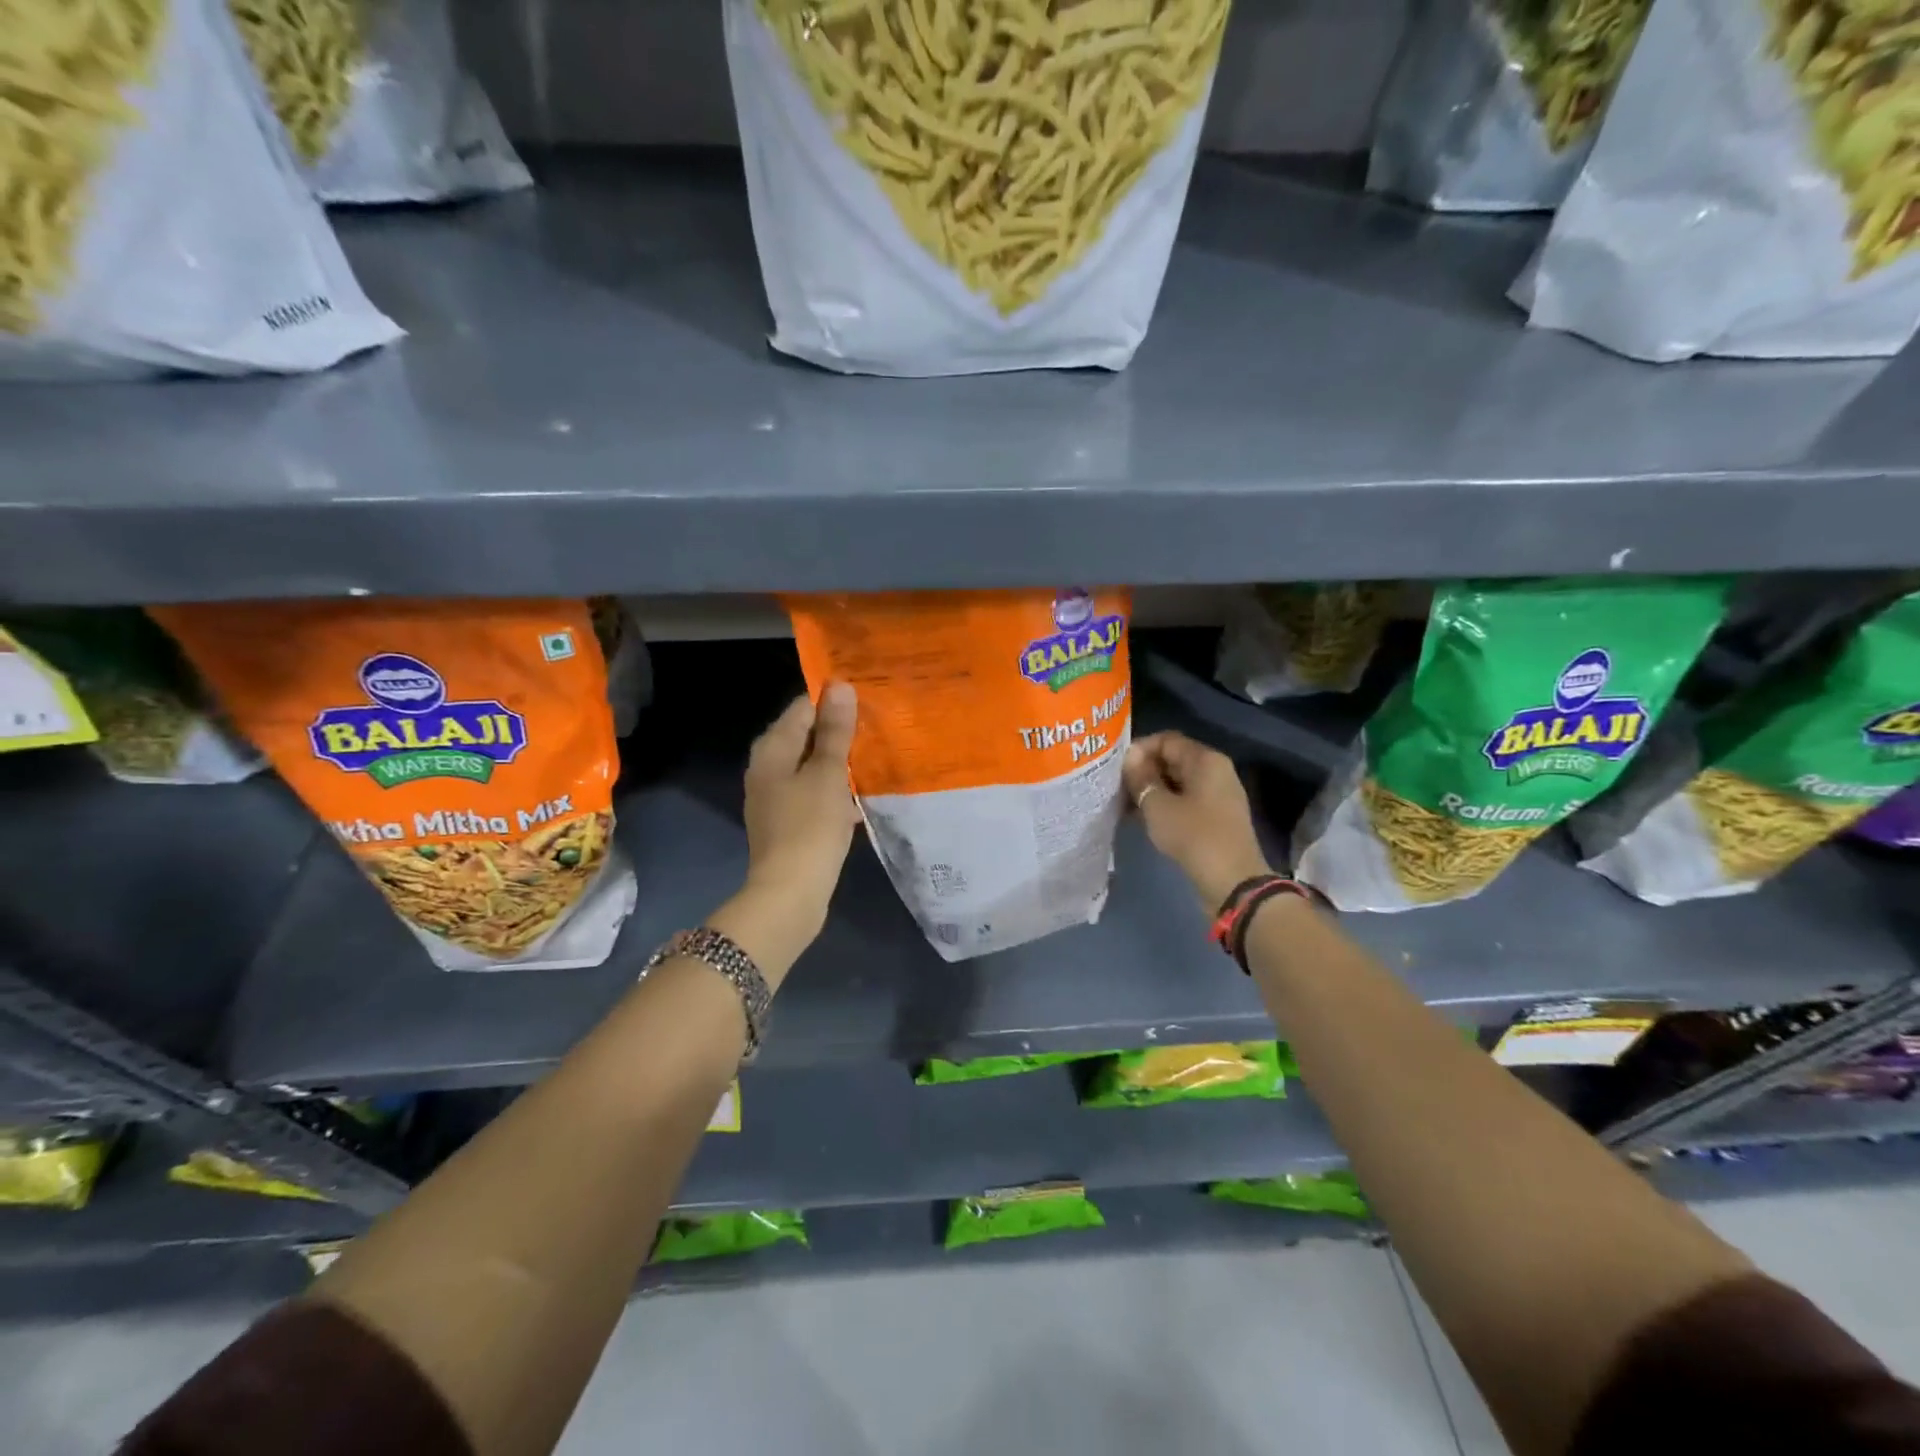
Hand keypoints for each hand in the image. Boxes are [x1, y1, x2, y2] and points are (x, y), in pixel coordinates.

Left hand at [738, 682, 861, 944]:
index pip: (802, 707)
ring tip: (878, 755)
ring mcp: (776, 797)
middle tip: (880, 724)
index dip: (833, 700)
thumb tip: (839, 687)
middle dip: (840, 731)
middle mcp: (768, 768)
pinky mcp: (789, 822)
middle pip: (807, 736)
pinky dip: (836, 790)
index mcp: (772, 749)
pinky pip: (815, 793)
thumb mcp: (827, 775)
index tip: (868, 698)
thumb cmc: (809, 828)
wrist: (790, 895)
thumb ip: (834, 732)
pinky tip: (863, 795)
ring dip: (841, 762)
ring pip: (813, 766)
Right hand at [1124, 731, 1272, 908]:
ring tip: (1124, 804)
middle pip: (1173, 760)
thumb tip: (1130, 757)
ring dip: (1151, 790)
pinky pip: (1184, 801)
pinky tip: (1142, 818)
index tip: (1117, 768)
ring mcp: (1217, 796)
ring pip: (1177, 782)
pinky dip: (1164, 805)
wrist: (1232, 882)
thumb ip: (1141, 778)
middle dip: (1143, 771)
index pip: (1166, 740)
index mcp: (1206, 760)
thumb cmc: (1194, 836)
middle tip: (1116, 787)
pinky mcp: (1215, 818)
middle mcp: (1215, 771)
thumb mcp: (1158, 806)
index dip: (1139, 749)